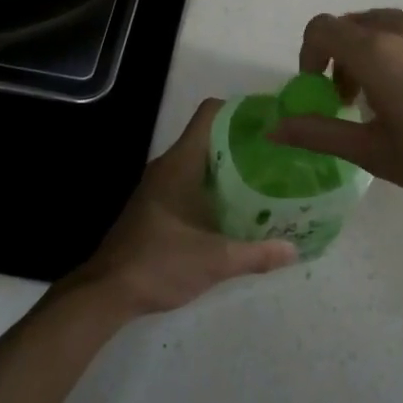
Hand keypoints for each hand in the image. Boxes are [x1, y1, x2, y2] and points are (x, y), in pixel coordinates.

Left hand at [69, 100, 297, 317]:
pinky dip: (216, 185)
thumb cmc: (160, 263)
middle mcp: (169, 166)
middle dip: (244, 141)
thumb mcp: (214, 261)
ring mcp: (160, 185)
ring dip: (230, 166)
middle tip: (279, 153)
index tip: (270, 120)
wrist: (107, 291)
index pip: (210, 114)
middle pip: (210, 136)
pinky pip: (192, 181)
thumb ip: (256, 254)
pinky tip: (238, 207)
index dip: (240, 110)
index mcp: (180, 163)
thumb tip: (295, 250)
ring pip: (201, 160)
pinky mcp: (157, 205)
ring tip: (267, 177)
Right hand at [268, 9, 402, 231]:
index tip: (318, 90)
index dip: (308, 55)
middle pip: (353, 24)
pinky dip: (400, 50)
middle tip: (349, 101)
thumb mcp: (375, 153)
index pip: (322, 29)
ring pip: (385, 25)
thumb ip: (319, 133)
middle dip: (339, 56)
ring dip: (370, 52)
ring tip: (386, 99)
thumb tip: (273, 130)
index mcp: (379, 51)